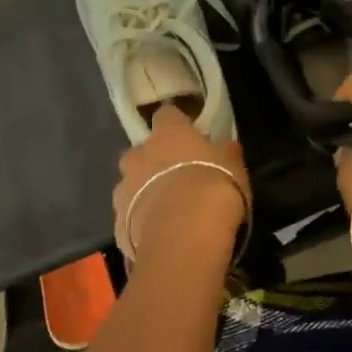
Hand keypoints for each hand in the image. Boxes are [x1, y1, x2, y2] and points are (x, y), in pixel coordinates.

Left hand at [113, 104, 249, 263]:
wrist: (185, 237)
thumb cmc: (214, 189)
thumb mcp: (234, 167)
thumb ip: (226, 153)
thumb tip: (228, 145)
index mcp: (168, 133)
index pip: (166, 115)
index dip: (176, 124)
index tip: (188, 134)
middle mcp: (139, 155)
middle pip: (141, 151)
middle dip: (154, 161)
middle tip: (175, 176)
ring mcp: (123, 189)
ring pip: (130, 183)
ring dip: (143, 191)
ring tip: (166, 210)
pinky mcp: (117, 223)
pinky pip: (128, 216)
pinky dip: (139, 221)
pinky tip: (159, 234)